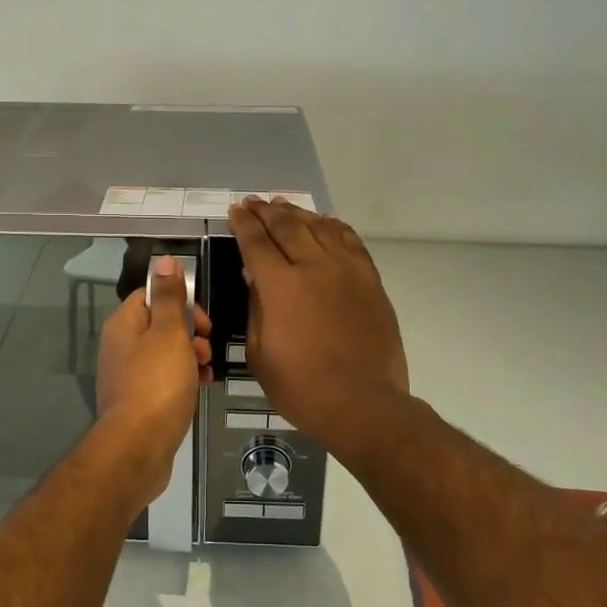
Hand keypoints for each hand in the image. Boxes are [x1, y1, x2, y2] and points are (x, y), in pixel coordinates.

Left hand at [93, 256, 212, 499]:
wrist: (138, 448)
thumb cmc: (157, 384)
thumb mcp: (169, 333)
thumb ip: (170, 297)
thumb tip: (164, 259)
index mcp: (124, 325)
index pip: (151, 295)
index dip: (180, 301)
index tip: (202, 320)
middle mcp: (120, 347)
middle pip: (160, 325)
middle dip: (190, 332)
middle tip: (207, 346)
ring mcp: (127, 376)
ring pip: (165, 354)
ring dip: (190, 356)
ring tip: (207, 370)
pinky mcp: (137, 402)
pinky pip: (164, 380)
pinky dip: (183, 379)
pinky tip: (200, 388)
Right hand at [228, 199, 409, 448]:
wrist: (363, 404)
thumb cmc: (302, 387)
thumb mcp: (259, 353)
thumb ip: (256, 307)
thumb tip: (254, 277)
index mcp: (281, 286)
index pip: (257, 242)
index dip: (244, 224)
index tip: (236, 210)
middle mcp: (314, 267)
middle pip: (287, 227)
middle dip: (267, 211)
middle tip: (254, 202)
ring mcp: (346, 271)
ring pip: (320, 228)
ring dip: (298, 213)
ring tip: (283, 205)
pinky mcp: (370, 281)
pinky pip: (351, 242)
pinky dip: (335, 227)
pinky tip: (326, 222)